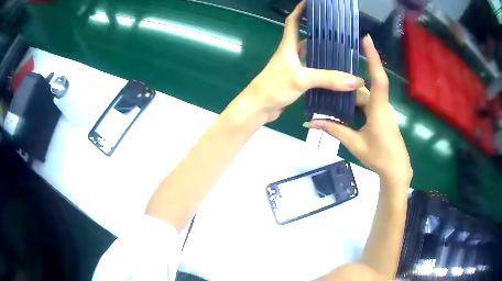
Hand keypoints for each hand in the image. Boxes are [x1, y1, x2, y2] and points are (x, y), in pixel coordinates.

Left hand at [238, 0, 364, 121]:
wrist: (258, 108)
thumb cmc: (274, 87)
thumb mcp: (301, 79)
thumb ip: (328, 79)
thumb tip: (356, 80)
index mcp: (288, 46)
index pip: (292, 22)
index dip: (300, 10)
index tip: (310, 3)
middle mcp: (290, 54)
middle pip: (304, 38)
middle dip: (318, 32)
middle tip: (337, 31)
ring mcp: (292, 68)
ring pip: (309, 56)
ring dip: (322, 53)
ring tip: (341, 52)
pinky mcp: (294, 80)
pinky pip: (311, 71)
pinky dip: (322, 71)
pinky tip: (333, 74)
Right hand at [305, 36, 411, 187]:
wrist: (396, 170)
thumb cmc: (379, 157)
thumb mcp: (355, 143)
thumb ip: (334, 130)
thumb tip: (310, 122)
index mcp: (378, 108)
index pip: (378, 78)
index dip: (373, 57)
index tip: (367, 39)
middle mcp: (382, 105)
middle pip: (364, 88)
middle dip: (348, 85)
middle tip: (330, 75)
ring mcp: (383, 110)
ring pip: (365, 96)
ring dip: (350, 96)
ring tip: (332, 92)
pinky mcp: (382, 116)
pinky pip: (368, 104)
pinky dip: (356, 104)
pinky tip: (343, 108)